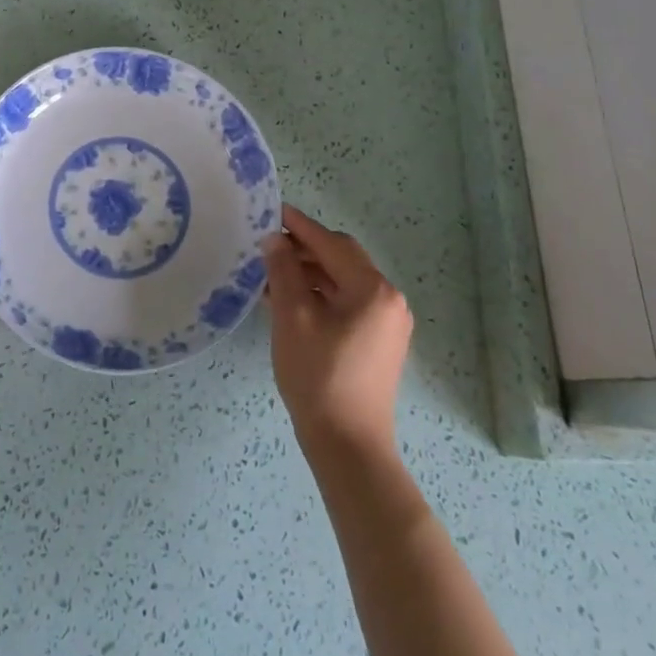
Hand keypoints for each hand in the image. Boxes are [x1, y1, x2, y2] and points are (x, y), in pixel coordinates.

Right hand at [265, 205, 412, 460]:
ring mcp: (386, 323)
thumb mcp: (292, 317)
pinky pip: (347, 303)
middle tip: (268, 243)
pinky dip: (320, 295)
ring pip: (343, 282)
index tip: (272, 210)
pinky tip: (289, 300)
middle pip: (342, 259)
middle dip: (304, 248)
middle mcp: (388, 300)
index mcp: (373, 289)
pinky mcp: (378, 343)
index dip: (299, 226)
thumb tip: (274, 239)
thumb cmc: (318, 375)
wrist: (347, 444)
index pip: (331, 243)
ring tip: (271, 273)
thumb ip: (283, 271)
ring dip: (310, 273)